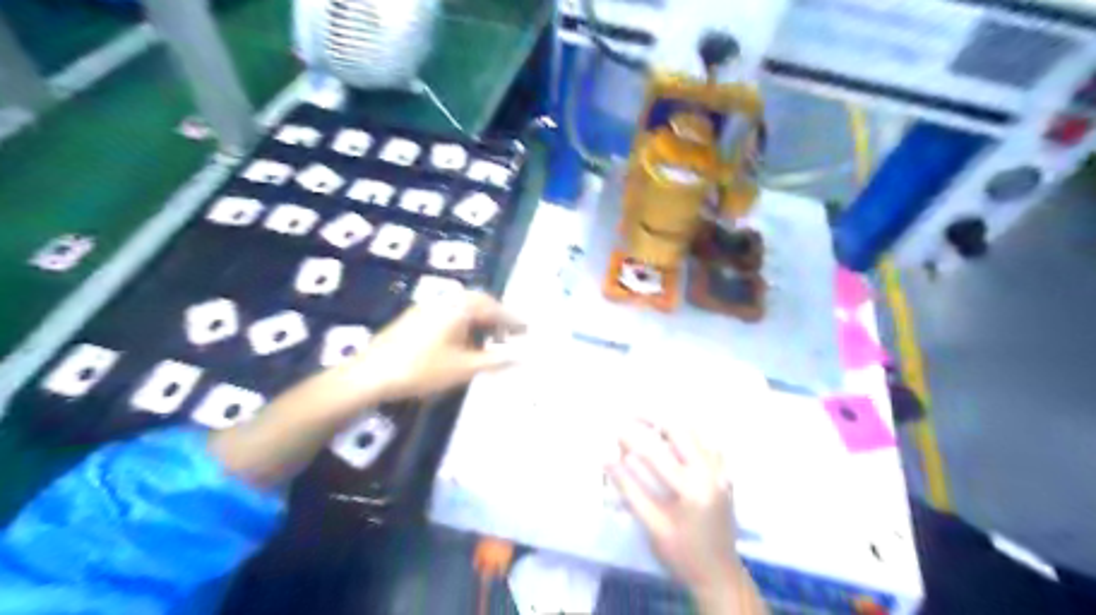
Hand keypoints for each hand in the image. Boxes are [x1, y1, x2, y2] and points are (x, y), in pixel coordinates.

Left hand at [210, 293, 525, 490]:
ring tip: (491, 344)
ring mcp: (427, 308)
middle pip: (480, 304)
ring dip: (481, 323)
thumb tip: (525, 356)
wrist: (369, 375)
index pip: (495, 308)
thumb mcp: (464, 367)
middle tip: (512, 336)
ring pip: (463, 311)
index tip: (530, 330)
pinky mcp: (415, 319)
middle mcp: (445, 301)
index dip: (514, 320)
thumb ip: (496, 360)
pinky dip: (464, 327)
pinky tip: (464, 346)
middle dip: (498, 319)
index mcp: (459, 307)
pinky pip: (449, 316)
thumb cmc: (421, 369)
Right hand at [603, 422, 749, 602]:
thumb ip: (629, 491)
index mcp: (691, 488)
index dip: (630, 438)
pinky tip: (673, 439)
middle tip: (630, 415)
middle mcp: (710, 472)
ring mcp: (721, 471)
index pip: (654, 452)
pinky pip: (706, 442)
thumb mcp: (652, 527)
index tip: (612, 429)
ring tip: (647, 424)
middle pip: (679, 429)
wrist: (719, 575)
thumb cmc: (682, 554)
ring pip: (695, 431)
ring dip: (670, 423)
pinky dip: (688, 434)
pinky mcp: (725, 473)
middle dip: (652, 417)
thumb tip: (607, 460)